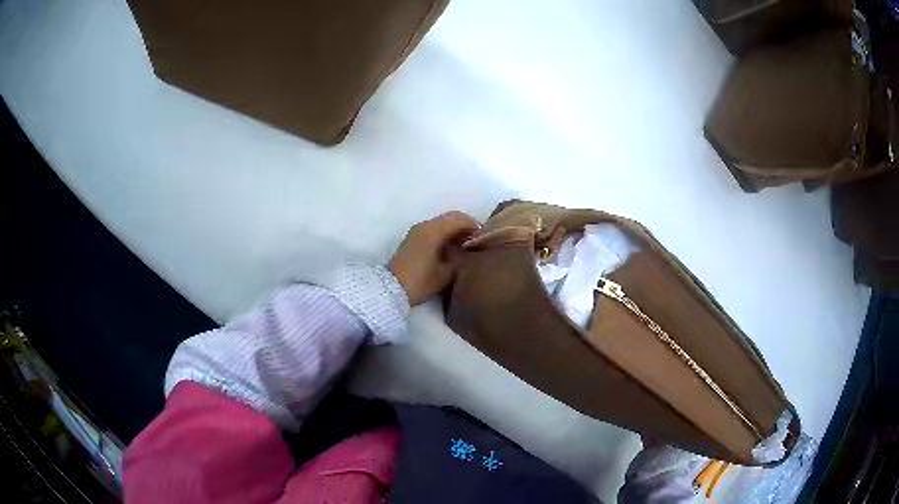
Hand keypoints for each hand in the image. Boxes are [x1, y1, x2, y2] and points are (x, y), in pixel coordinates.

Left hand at [388, 211, 479, 305]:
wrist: (391, 289)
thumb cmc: (421, 281)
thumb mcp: (446, 273)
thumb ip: (462, 259)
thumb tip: (471, 253)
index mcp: (434, 230)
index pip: (460, 219)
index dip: (475, 227)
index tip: (485, 239)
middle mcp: (425, 225)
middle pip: (451, 217)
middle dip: (467, 226)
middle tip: (478, 241)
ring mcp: (418, 231)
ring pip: (443, 222)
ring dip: (456, 230)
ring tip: (467, 247)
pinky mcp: (414, 239)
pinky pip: (435, 229)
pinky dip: (446, 234)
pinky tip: (453, 249)